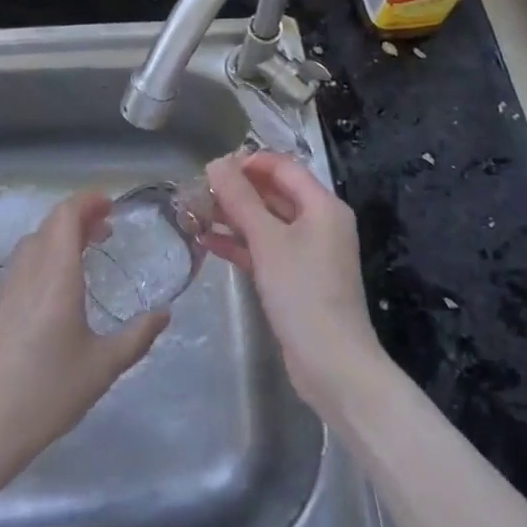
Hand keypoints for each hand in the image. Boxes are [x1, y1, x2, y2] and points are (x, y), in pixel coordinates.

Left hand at [0, 190, 167, 492]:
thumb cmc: (46, 395)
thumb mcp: (102, 368)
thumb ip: (137, 337)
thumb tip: (164, 314)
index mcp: (54, 276)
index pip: (66, 215)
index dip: (88, 201)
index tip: (111, 206)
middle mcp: (26, 273)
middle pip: (49, 225)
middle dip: (78, 218)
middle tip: (105, 231)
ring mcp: (2, 290)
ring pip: (31, 245)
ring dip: (58, 238)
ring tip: (83, 256)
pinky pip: (19, 268)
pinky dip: (41, 260)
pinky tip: (53, 294)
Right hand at [203, 152, 385, 418]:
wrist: (332, 365)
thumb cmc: (302, 291)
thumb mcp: (267, 240)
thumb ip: (240, 199)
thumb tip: (217, 162)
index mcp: (322, 205)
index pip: (284, 168)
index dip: (249, 162)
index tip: (214, 167)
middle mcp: (319, 223)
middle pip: (274, 194)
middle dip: (237, 191)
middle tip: (198, 190)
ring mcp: (308, 253)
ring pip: (266, 223)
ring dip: (233, 217)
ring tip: (194, 213)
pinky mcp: (296, 279)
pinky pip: (265, 250)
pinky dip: (240, 244)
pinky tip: (206, 242)